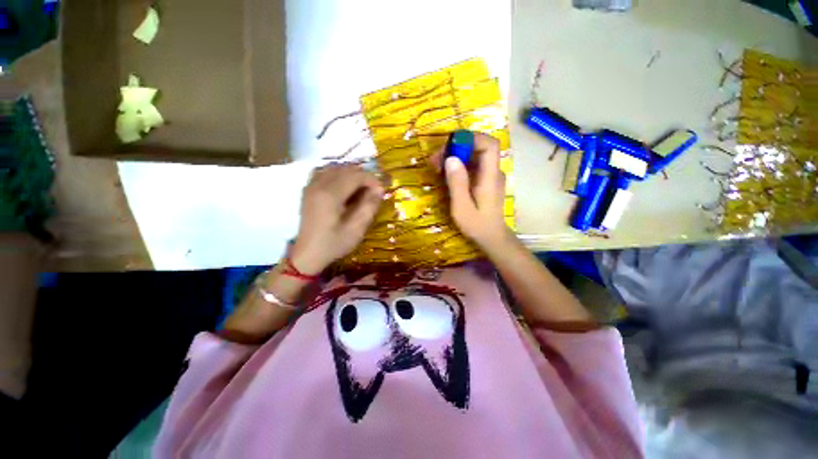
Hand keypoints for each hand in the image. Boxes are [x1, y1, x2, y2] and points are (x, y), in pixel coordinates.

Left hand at [290, 164, 383, 273]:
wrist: (308, 253)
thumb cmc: (334, 244)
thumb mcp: (357, 229)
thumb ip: (369, 206)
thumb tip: (380, 189)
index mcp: (330, 195)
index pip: (355, 175)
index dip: (372, 180)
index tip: (381, 191)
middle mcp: (318, 185)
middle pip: (345, 169)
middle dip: (363, 176)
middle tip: (373, 191)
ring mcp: (311, 186)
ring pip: (335, 168)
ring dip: (351, 174)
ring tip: (360, 189)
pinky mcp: (308, 189)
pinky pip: (324, 172)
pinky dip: (338, 175)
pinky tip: (344, 187)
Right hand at [434, 133, 511, 250]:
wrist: (491, 237)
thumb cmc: (477, 225)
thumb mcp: (462, 207)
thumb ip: (457, 183)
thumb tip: (451, 158)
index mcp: (490, 177)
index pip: (490, 145)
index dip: (472, 138)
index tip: (450, 145)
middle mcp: (493, 172)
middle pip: (478, 148)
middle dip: (456, 148)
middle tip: (435, 160)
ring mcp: (489, 176)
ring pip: (473, 156)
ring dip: (454, 157)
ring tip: (436, 167)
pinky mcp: (484, 180)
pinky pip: (472, 166)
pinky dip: (458, 165)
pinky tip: (445, 174)